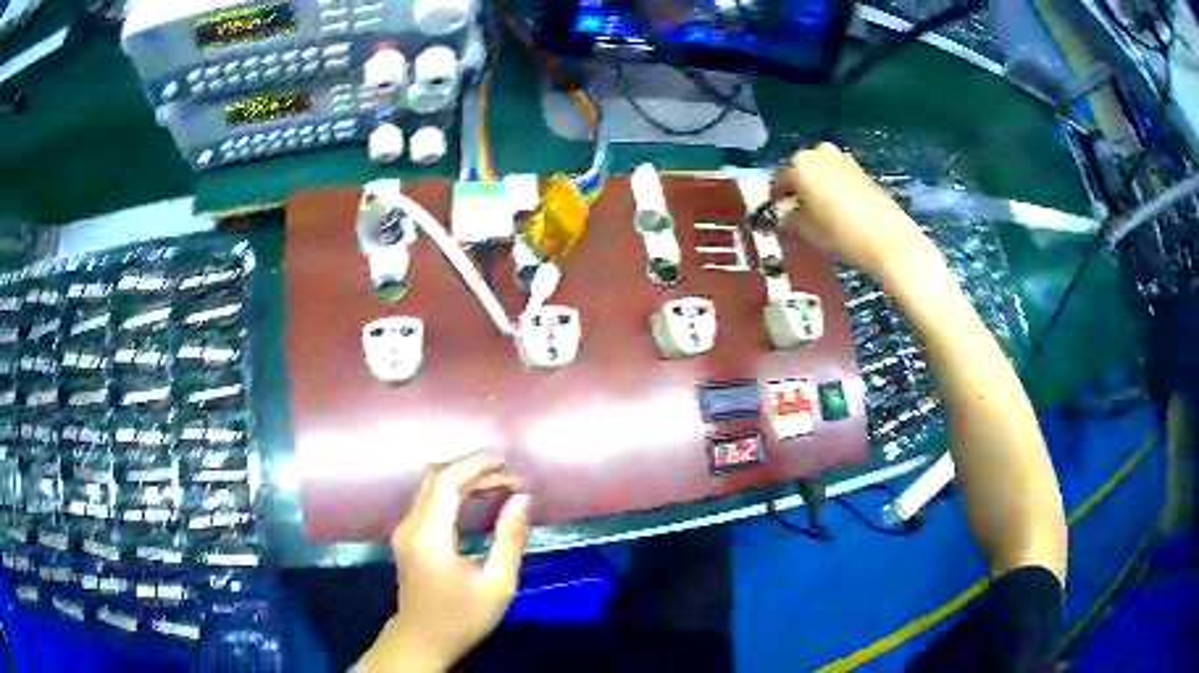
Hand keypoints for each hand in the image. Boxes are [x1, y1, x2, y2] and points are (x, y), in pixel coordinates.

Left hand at [359, 454, 531, 672]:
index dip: (475, 464)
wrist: (423, 639)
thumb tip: (522, 498)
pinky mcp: (407, 536)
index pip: (445, 482)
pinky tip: (480, 499)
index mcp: (428, 536)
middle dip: (473, 469)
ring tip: (502, 485)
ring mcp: (404, 530)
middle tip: (510, 476)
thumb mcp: (497, 584)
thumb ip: (509, 539)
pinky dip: (455, 492)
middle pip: (435, 478)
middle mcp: (410, 525)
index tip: (507, 461)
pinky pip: (429, 500)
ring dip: (465, 479)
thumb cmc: (462, 616)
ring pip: (431, 486)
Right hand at [776, 143, 943, 282]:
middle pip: (801, 171)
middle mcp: (819, 153)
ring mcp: (843, 159)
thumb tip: (784, 214)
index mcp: (799, 163)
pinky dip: (834, 189)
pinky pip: (838, 177)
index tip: (777, 217)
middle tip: (798, 214)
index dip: (776, 200)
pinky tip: (838, 211)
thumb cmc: (839, 232)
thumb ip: (789, 218)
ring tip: (819, 215)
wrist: (887, 237)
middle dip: (798, 190)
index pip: (779, 181)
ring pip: (821, 173)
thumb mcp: (805, 229)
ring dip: (816, 189)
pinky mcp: (861, 170)